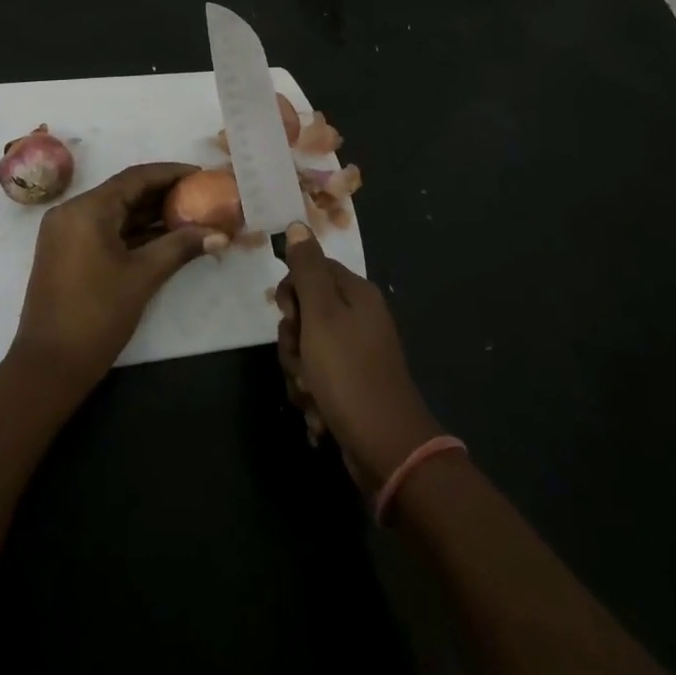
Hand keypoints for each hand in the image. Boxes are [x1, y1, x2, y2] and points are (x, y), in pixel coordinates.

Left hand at [13, 162, 223, 388]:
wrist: (49, 366)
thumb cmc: (97, 315)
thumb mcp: (143, 276)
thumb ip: (181, 247)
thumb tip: (221, 234)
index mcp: (87, 209)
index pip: (135, 177)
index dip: (171, 173)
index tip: (201, 175)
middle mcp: (71, 211)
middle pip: (124, 191)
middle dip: (163, 194)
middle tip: (200, 196)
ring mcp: (65, 232)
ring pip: (114, 211)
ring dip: (149, 214)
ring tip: (189, 215)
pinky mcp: (66, 251)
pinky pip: (104, 229)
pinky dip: (132, 231)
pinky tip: (163, 237)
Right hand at [275, 224, 442, 491]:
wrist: (387, 450)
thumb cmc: (350, 374)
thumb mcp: (322, 315)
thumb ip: (307, 270)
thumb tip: (297, 224)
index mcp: (356, 295)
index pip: (311, 270)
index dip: (291, 292)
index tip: (289, 315)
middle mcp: (359, 319)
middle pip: (306, 312)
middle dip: (293, 341)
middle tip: (302, 360)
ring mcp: (357, 354)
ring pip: (306, 350)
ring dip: (299, 374)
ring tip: (311, 394)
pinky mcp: (352, 387)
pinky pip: (318, 379)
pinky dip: (313, 397)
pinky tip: (319, 415)